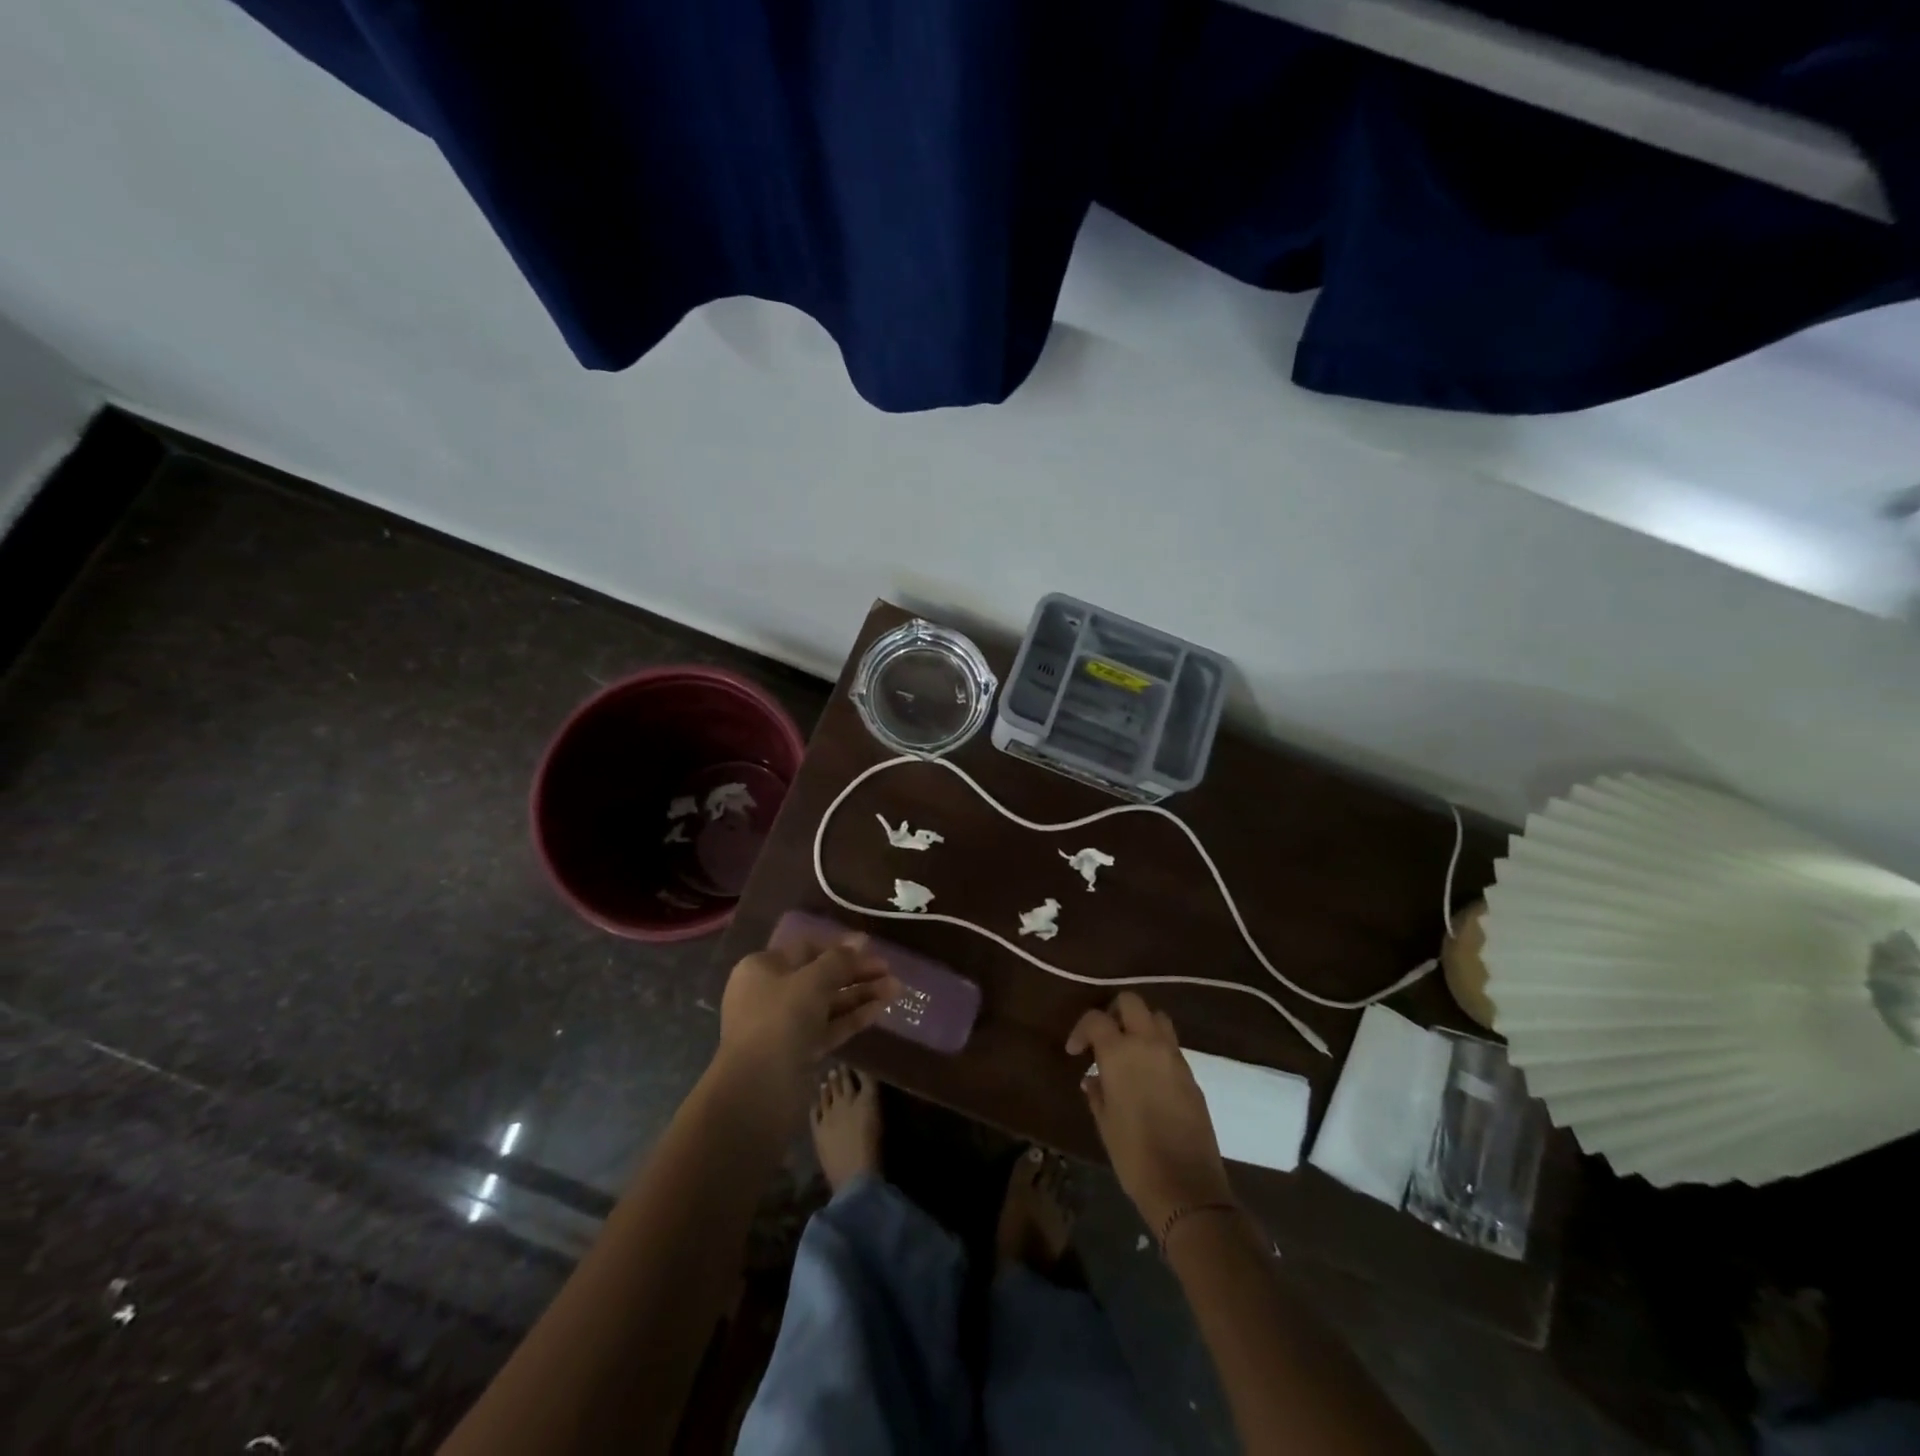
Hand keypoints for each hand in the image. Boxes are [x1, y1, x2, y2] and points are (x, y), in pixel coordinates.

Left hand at [713, 932, 897, 1109]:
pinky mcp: (799, 1051)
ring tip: (896, 988)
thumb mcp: (812, 981)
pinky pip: (829, 1026)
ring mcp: (785, 1024)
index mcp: (763, 968)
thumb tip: (860, 940)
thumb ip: (839, 960)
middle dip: (856, 972)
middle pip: (820, 976)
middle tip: (889, 970)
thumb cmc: (779, 1020)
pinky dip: (853, 1017)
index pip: (807, 948)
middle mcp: (771, 992)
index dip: (840, 946)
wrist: (756, 1090)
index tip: (871, 946)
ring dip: (860, 994)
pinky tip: (880, 1009)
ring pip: (828, 1003)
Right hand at [1067, 992, 1232, 1231]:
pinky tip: (1148, 1077)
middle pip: (1131, 1002)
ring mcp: (1175, 1058)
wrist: (1187, 1188)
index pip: (1096, 1018)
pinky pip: (1171, 1046)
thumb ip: (1097, 1092)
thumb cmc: (1134, 1156)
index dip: (1081, 1029)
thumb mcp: (1105, 1123)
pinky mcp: (1192, 1075)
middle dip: (1114, 1012)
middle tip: (1104, 1038)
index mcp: (1120, 1052)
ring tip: (1128, 1051)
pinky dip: (1157, 1048)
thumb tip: (1093, 1078)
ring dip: (1140, 1025)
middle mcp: (1149, 1044)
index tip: (1076, 1052)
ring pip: (1157, 1018)